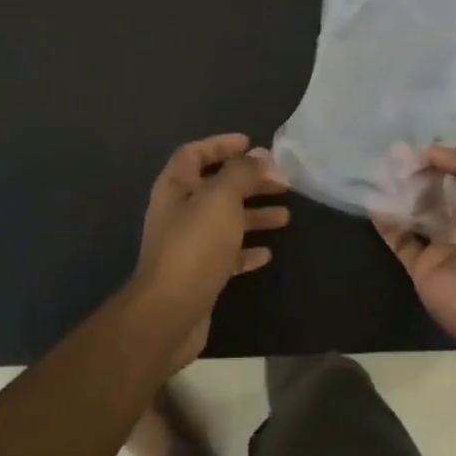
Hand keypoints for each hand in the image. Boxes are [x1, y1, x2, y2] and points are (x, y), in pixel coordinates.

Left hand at [131, 133, 289, 365]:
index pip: (195, 154)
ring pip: (225, 221)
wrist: (170, 312)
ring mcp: (188, 244)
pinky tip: (267, 253)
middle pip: (217, 187)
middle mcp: (179, 212)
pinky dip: (246, 249)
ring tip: (286, 217)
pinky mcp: (199, 273)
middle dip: (249, 182)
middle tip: (282, 183)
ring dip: (254, 215)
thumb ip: (241, 173)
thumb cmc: (195, 246)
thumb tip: (260, 155)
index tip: (251, 144)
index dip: (221, 145)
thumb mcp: (221, 199)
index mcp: (176, 187)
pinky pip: (226, 253)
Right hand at [373, 144, 455, 350]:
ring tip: (380, 169)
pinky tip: (373, 199)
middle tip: (393, 152)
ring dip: (402, 192)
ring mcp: (446, 245)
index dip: (448, 156)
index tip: (421, 142)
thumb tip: (430, 151)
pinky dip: (386, 220)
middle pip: (441, 191)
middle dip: (420, 171)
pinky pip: (400, 238)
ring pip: (419, 212)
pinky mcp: (422, 266)